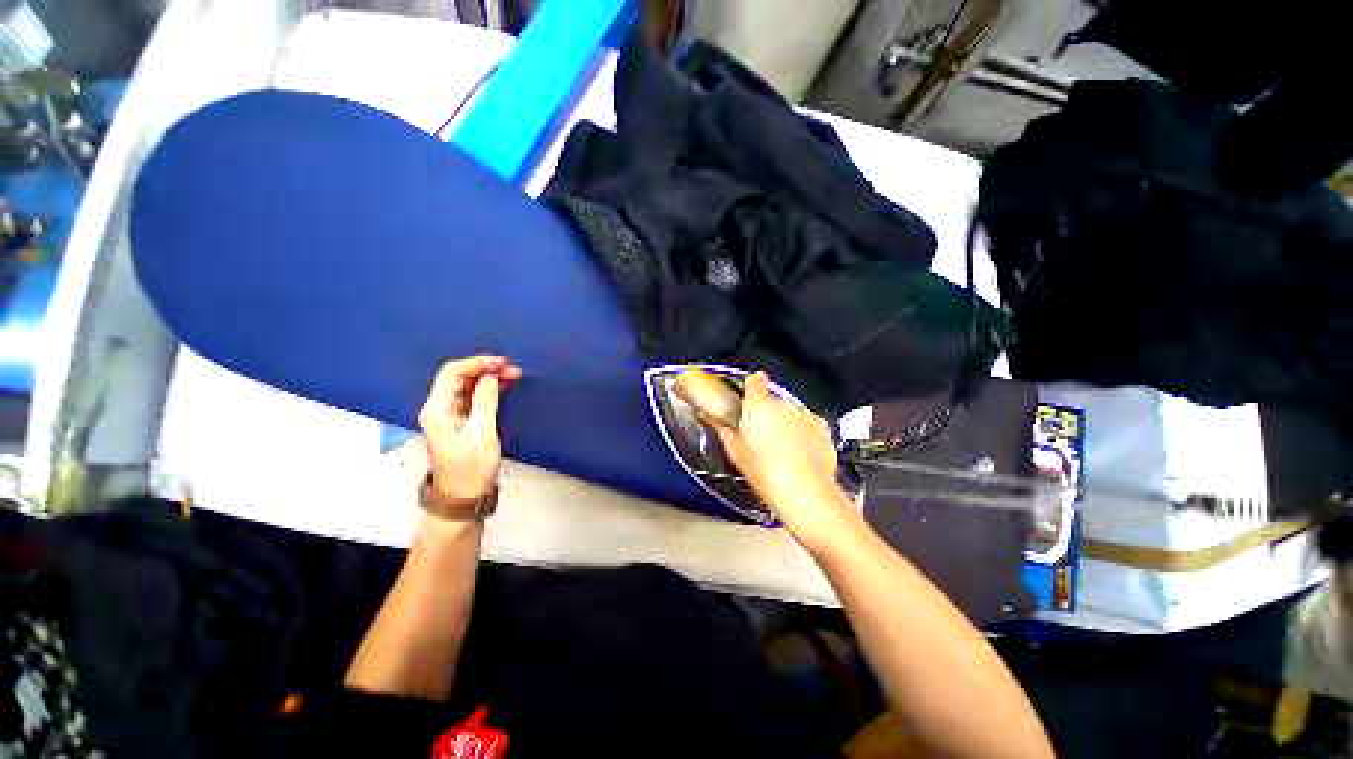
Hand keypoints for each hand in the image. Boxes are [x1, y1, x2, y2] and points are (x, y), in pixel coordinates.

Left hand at [419, 355, 521, 499]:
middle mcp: (440, 407)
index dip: (477, 363)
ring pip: (468, 386)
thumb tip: (491, 376)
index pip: (453, 373)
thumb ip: (486, 400)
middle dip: (486, 369)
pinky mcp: (462, 421)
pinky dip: (490, 389)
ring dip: (490, 378)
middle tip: (514, 370)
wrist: (464, 496)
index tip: (503, 362)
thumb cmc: (471, 466)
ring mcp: (451, 414)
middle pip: (460, 377)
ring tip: (514, 376)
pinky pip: (474, 397)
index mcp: (438, 409)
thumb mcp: (482, 432)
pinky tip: (506, 387)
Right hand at [714, 372, 853, 539]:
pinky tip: (800, 456)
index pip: (755, 379)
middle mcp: (783, 404)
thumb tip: (710, 415)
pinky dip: (803, 434)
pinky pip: (807, 425)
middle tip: (760, 437)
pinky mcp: (823, 428)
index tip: (747, 397)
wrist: (805, 493)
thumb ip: (722, 428)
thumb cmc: (764, 473)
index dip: (751, 386)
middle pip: (772, 401)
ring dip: (785, 425)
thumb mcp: (735, 452)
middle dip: (767, 414)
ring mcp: (805, 414)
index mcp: (759, 406)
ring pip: (790, 414)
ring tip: (782, 451)